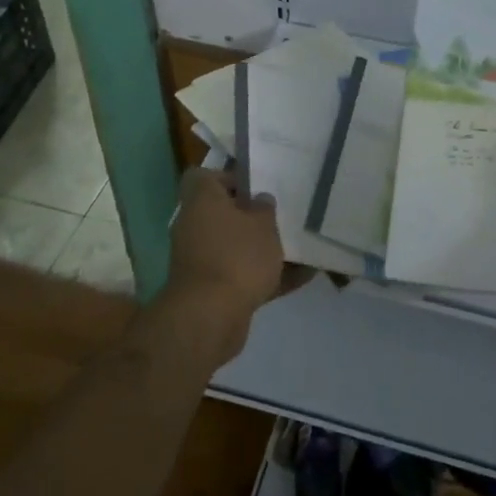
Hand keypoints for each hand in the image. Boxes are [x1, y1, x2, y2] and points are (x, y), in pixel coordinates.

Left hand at [164, 168, 304, 362]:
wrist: (209, 318)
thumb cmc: (236, 256)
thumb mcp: (263, 224)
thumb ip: (265, 208)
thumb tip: (260, 201)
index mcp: (200, 201)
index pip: (203, 177)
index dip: (228, 178)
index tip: (254, 187)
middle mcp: (194, 226)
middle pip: (222, 213)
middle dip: (251, 216)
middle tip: (280, 216)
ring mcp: (199, 260)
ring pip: (233, 246)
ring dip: (259, 248)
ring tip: (297, 247)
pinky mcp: (210, 290)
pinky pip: (240, 275)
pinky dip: (265, 276)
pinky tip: (301, 277)